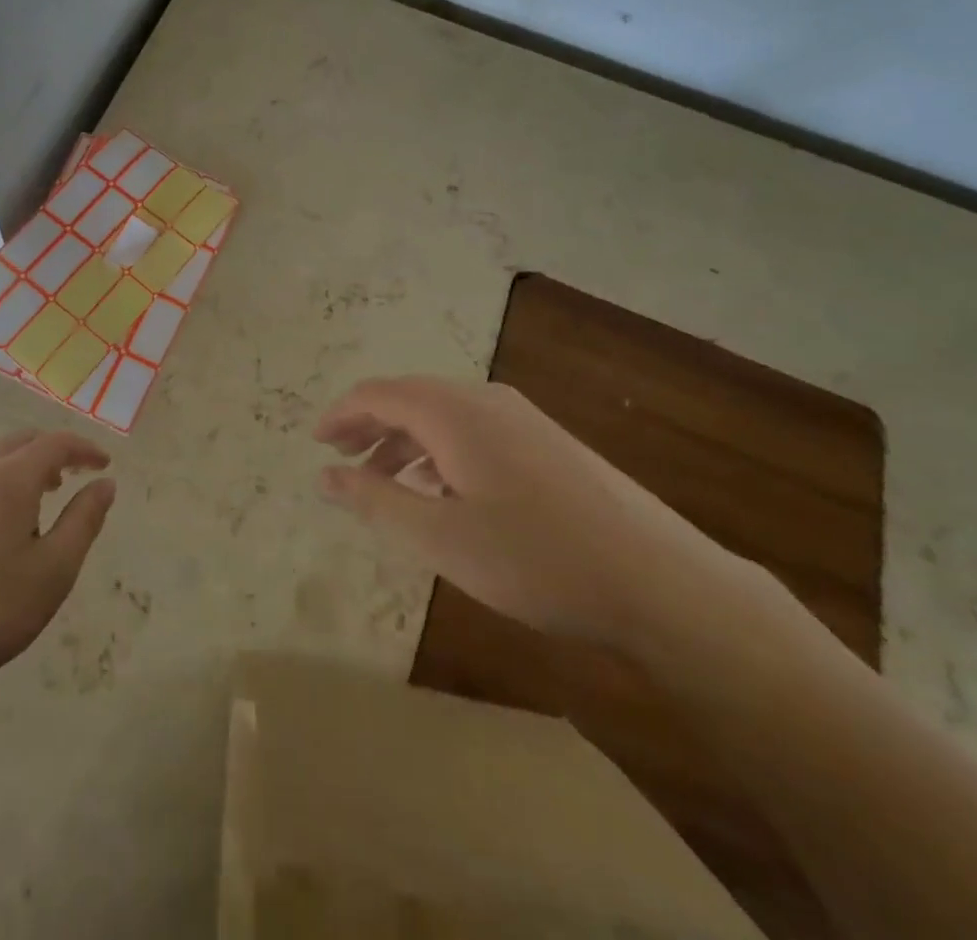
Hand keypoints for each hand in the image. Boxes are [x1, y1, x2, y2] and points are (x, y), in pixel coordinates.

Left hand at [0, 430, 116, 698]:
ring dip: (30, 465)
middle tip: (80, 472)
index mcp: (10, 478)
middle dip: (56, 451)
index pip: (55, 443)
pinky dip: (7, 480)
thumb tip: (105, 483)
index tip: (106, 465)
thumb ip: (85, 519)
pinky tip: (13, 520)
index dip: (85, 449)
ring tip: (50, 494)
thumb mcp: (56, 567)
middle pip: (24, 442)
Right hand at [315, 376, 750, 647]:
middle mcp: (485, 400)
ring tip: (383, 480)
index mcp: (453, 411)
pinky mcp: (547, 441)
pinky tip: (442, 489)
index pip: (377, 393)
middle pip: (409, 398)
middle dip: (368, 426)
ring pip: (443, 415)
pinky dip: (439, 450)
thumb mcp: (440, 537)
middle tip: (339, 459)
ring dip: (404, 441)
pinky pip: (473, 430)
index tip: (314, 444)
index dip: (339, 415)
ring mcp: (522, 418)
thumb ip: (375, 500)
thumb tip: (325, 475)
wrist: (661, 582)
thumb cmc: (537, 558)